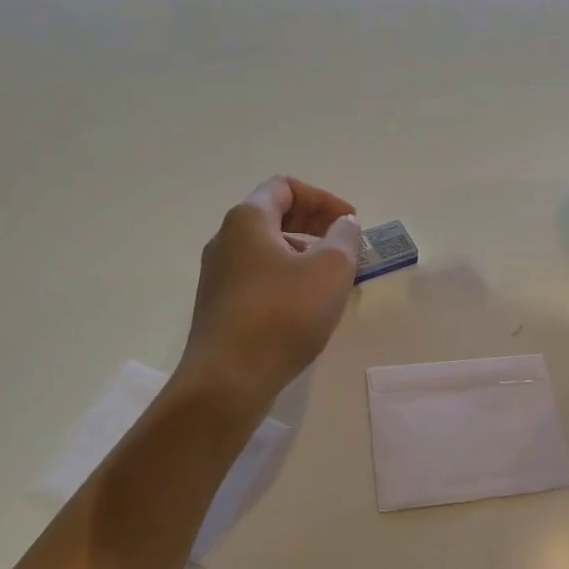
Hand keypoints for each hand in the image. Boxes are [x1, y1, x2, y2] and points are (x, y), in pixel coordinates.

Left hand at [176, 177, 361, 416]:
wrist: (227, 381)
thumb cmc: (282, 314)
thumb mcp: (330, 269)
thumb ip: (344, 237)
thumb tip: (343, 224)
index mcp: (247, 220)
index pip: (285, 187)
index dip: (323, 198)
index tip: (350, 223)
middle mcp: (225, 240)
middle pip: (274, 215)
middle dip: (315, 224)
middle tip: (345, 247)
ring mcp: (218, 275)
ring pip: (266, 249)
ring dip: (303, 254)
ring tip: (332, 280)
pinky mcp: (219, 307)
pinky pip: (258, 277)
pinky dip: (286, 278)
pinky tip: (306, 307)